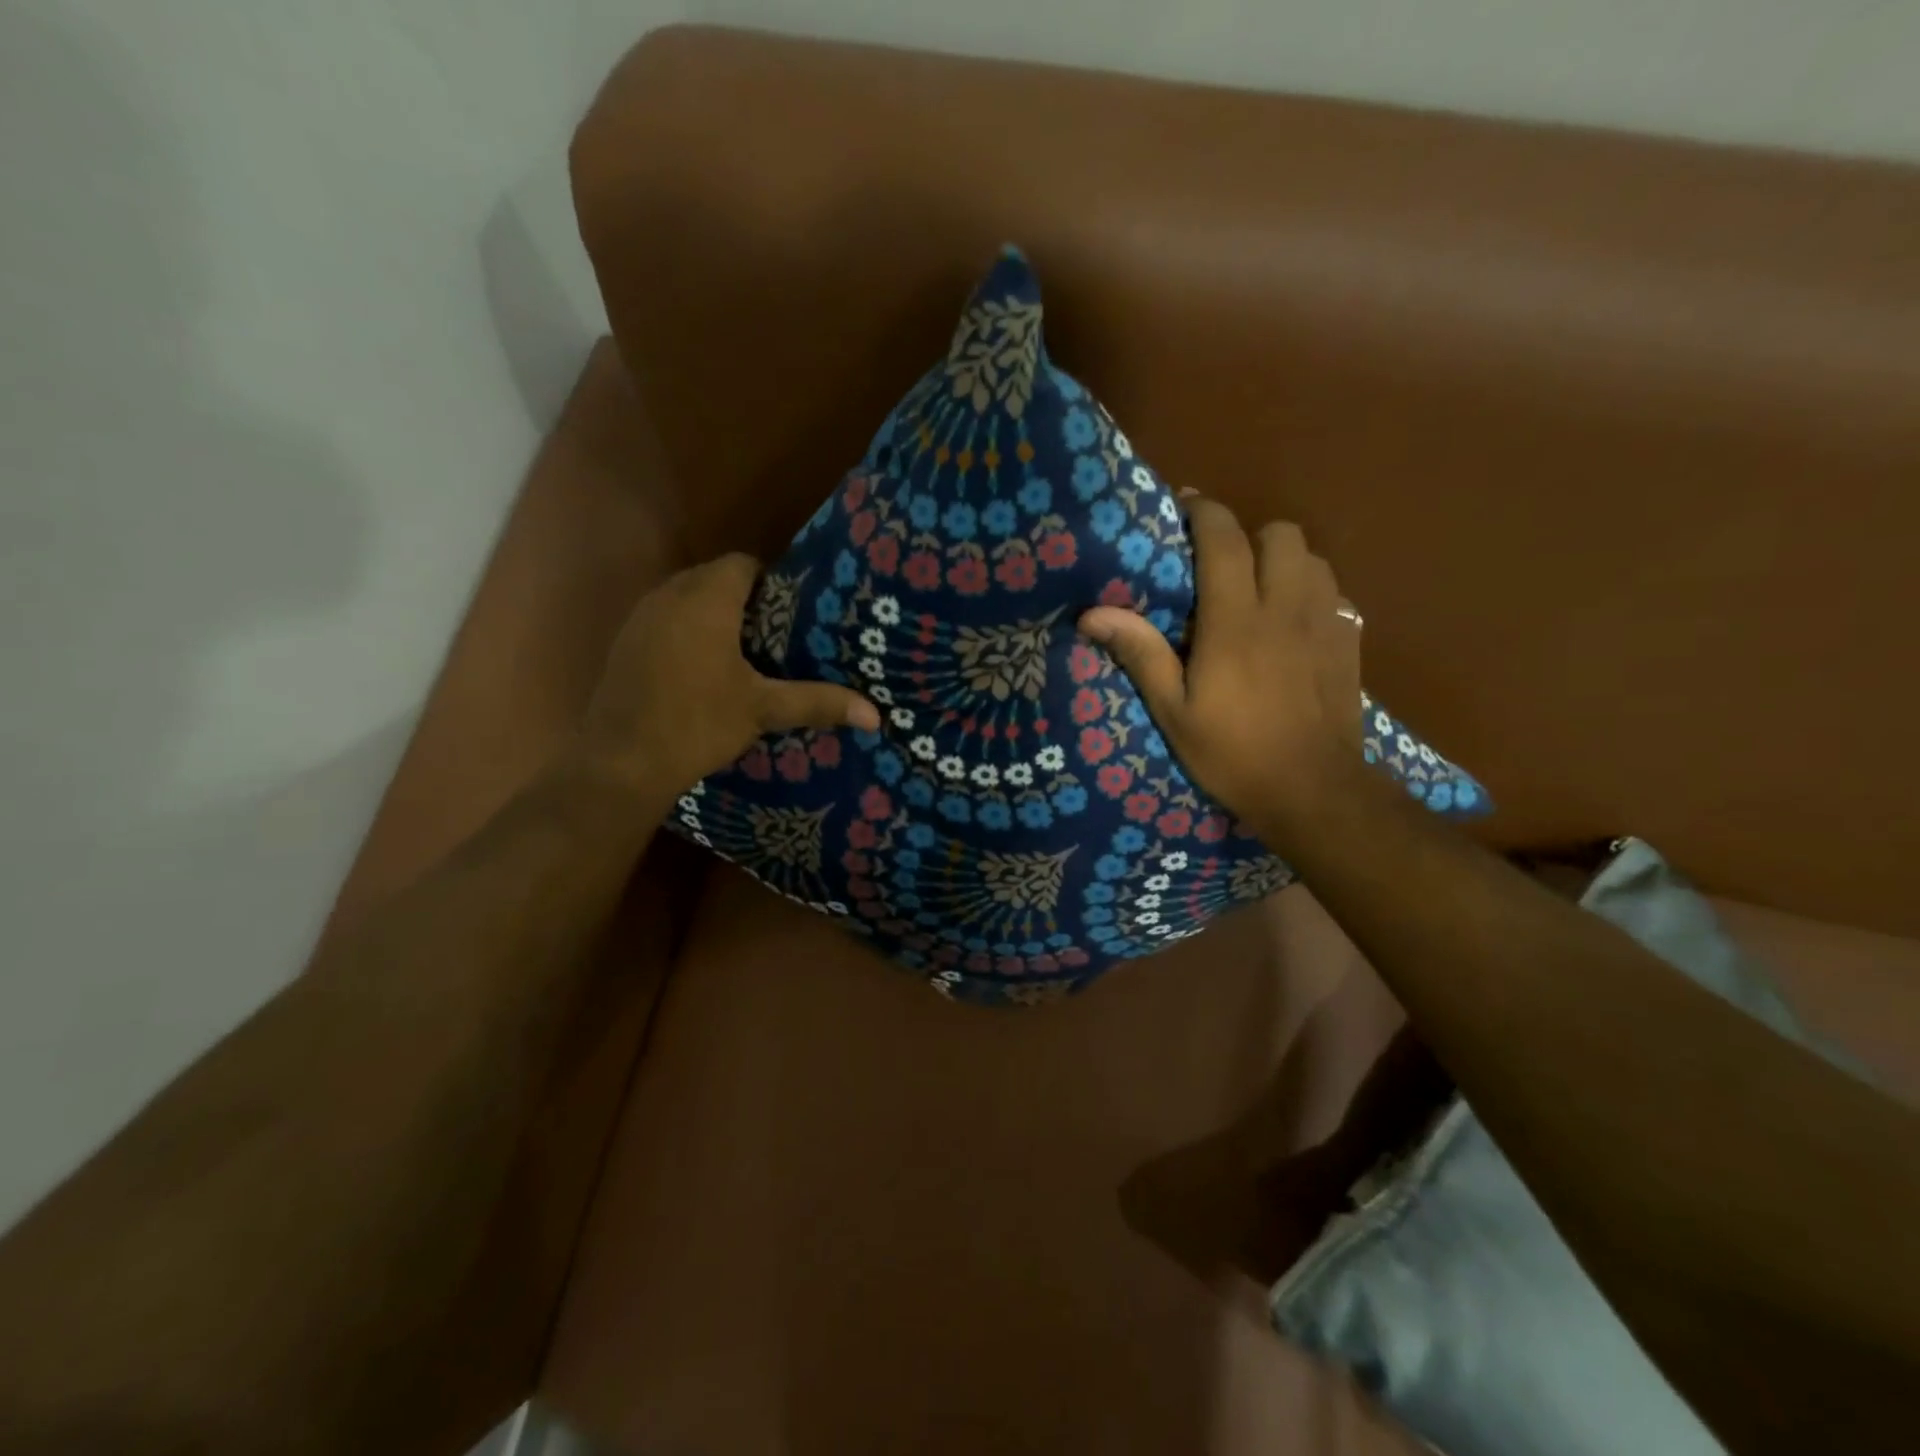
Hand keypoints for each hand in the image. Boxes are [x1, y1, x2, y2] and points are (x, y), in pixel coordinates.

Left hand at [582, 554, 879, 795]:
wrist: (620, 763)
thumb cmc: (696, 722)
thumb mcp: (762, 710)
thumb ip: (818, 702)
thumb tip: (875, 715)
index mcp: (706, 599)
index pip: (744, 564)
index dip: (773, 581)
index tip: (796, 611)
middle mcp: (669, 595)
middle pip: (716, 578)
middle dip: (747, 600)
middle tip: (781, 633)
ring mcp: (641, 617)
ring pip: (688, 599)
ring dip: (715, 616)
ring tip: (749, 651)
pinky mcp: (626, 643)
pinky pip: (666, 620)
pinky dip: (689, 632)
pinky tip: (706, 670)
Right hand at [1078, 498, 1362, 846]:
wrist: (1313, 791)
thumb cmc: (1233, 753)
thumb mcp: (1174, 711)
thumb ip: (1140, 654)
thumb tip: (1092, 614)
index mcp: (1236, 620)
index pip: (1225, 539)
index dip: (1204, 512)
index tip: (1183, 507)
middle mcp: (1286, 607)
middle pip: (1280, 534)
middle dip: (1248, 535)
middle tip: (1220, 564)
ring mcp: (1325, 622)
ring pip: (1312, 558)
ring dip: (1282, 560)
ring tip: (1257, 589)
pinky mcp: (1349, 643)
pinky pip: (1334, 592)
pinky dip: (1311, 591)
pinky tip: (1292, 623)